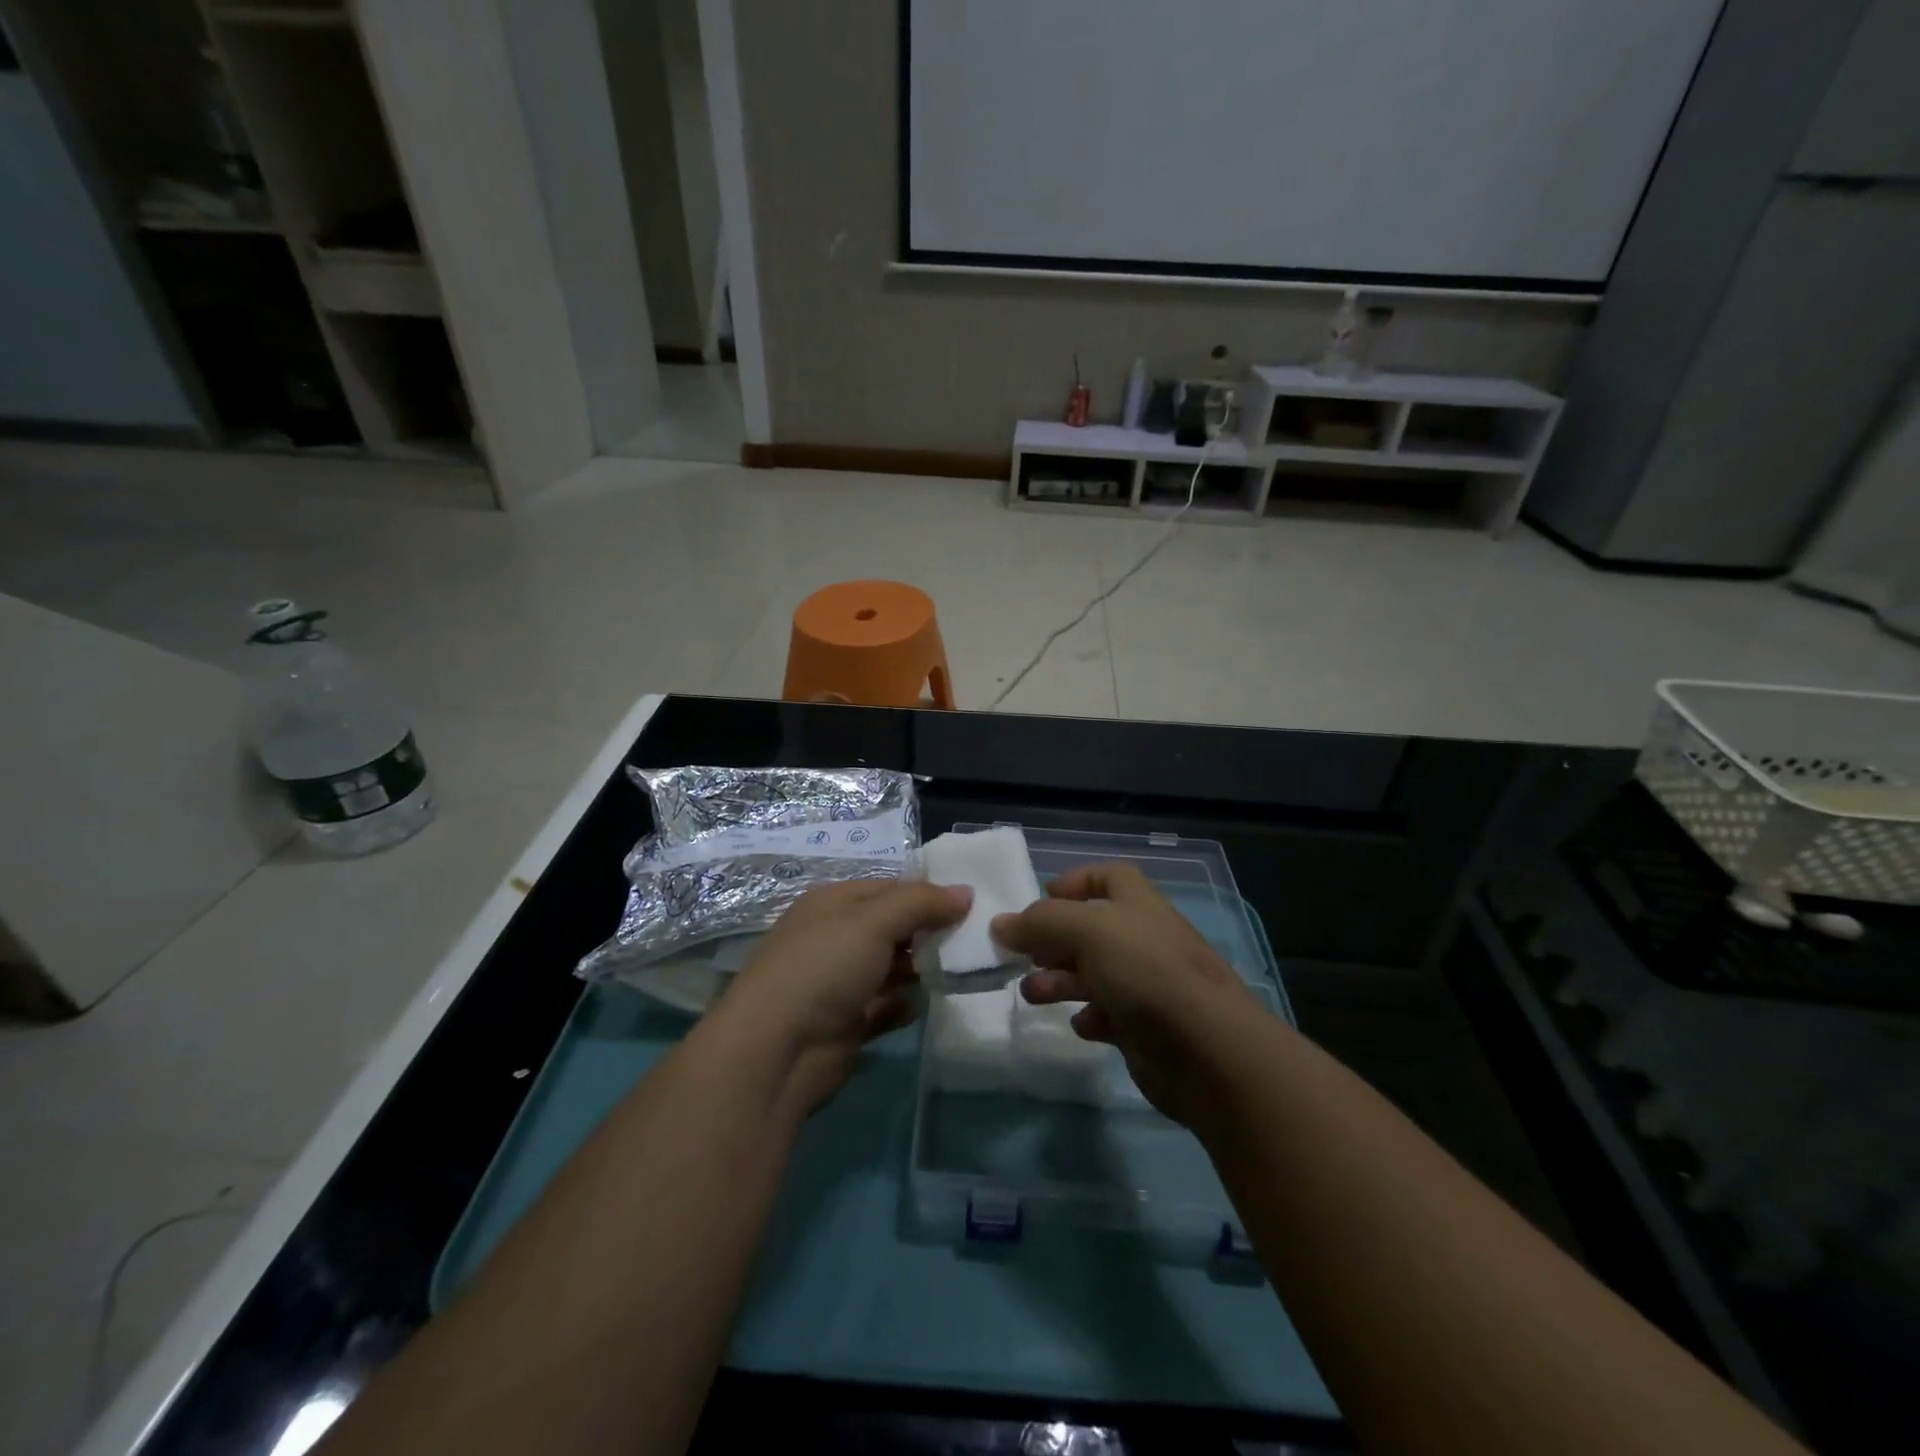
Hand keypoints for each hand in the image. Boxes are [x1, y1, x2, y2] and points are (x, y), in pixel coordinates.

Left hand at [720, 878, 971, 1115]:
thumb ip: (921, 903)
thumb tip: (965, 891)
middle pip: (890, 927)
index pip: (888, 887)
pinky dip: (900, 1007)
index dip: (927, 893)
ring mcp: (836, 983)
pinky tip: (918, 1007)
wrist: (776, 1052)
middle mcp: (833, 938)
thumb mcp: (874, 921)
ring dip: (917, 970)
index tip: (969, 904)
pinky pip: (881, 1008)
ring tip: (954, 971)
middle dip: (927, 932)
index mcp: (833, 904)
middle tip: (971, 939)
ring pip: (888, 968)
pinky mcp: (843, 1025)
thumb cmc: (824, 968)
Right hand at [991, 862, 1260, 1127]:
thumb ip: (1041, 923)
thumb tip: (999, 924)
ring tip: (1031, 995)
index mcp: (1138, 905)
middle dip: (1054, 939)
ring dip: (1060, 980)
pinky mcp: (1146, 1028)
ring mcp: (1148, 985)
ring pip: (1095, 973)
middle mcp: (1144, 940)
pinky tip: (1079, 1025)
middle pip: (1093, 929)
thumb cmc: (1147, 973)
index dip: (1076, 880)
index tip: (1042, 896)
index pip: (1109, 876)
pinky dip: (1089, 1016)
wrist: (1207, 1052)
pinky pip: (1109, 1014)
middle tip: (1022, 956)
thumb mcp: (1089, 931)